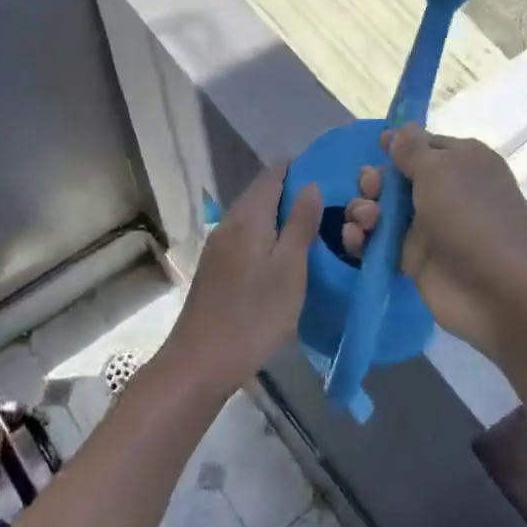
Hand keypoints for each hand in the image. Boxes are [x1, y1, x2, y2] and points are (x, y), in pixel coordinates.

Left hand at [166, 166, 321, 397]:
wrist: (200, 362)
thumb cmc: (253, 315)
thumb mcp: (289, 270)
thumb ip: (301, 225)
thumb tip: (310, 185)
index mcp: (247, 219)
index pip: (271, 176)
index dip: (295, 166)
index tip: (323, 165)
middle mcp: (228, 225)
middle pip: (259, 194)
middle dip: (289, 189)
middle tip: (326, 197)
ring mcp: (218, 248)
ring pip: (252, 217)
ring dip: (279, 214)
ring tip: (311, 222)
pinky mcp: (216, 269)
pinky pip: (246, 237)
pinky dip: (267, 234)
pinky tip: (283, 251)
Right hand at [341, 125, 526, 361]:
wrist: (500, 292)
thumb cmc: (471, 217)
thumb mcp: (440, 170)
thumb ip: (412, 149)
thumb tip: (400, 128)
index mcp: (460, 161)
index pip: (421, 144)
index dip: (397, 146)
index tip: (378, 147)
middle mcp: (444, 190)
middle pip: (395, 177)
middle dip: (374, 180)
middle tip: (371, 190)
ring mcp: (428, 227)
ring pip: (382, 210)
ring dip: (363, 209)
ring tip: (366, 221)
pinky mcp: (413, 260)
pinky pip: (378, 242)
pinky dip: (361, 239)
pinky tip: (355, 240)